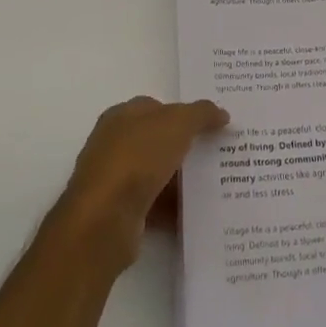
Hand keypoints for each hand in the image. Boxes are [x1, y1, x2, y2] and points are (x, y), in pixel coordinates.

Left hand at [54, 96, 228, 266]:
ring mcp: (115, 180)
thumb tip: (221, 114)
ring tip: (216, 183)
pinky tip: (197, 212)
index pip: (157, 107)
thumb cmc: (138, 157)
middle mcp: (114, 144)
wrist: (104, 218)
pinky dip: (174, 208)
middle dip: (186, 147)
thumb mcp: (178, 123)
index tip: (212, 124)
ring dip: (181, 180)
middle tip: (219, 152)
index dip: (184, 113)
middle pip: (158, 141)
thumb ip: (202, 114)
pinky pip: (154, 205)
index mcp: (121, 116)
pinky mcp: (119, 212)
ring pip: (157, 174)